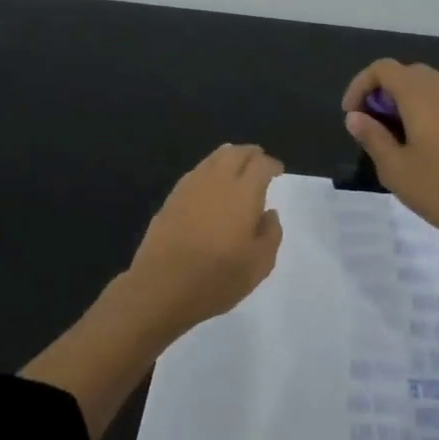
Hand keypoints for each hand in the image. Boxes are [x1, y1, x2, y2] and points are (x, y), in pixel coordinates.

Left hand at [124, 143, 284, 339]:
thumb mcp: (258, 265)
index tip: (277, 171)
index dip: (271, 164)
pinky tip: (211, 186)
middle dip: (250, 153)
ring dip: (229, 158)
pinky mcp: (172, 198)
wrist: (161, 287)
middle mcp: (217, 181)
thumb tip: (268, 214)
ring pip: (213, 158)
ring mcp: (191, 187)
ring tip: (236, 168)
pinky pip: (196, 172)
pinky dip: (210, 170)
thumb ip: (271, 234)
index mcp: (243, 194)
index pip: (260, 164)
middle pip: (235, 152)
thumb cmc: (216, 279)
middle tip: (259, 162)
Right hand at [342, 59, 438, 251]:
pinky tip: (420, 143)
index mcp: (420, 94)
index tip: (351, 115)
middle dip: (381, 93)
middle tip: (369, 125)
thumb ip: (372, 136)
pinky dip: (424, 109)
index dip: (360, 85)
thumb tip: (355, 117)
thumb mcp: (394, 168)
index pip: (383, 69)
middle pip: (405, 73)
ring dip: (403, 101)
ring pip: (426, 86)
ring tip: (391, 136)